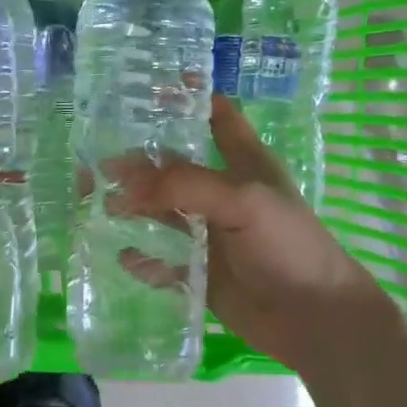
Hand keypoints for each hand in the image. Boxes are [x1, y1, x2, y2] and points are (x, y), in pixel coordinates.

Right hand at [111, 95, 396, 370]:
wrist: (312, 318)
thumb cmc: (287, 246)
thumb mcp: (242, 201)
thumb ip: (185, 185)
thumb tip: (125, 183)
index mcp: (244, 164)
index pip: (217, 118)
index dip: (188, 99)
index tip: (148, 89)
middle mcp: (223, 194)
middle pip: (174, 168)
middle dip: (138, 163)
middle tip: (95, 163)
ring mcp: (210, 234)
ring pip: (163, 213)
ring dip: (133, 208)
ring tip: (95, 205)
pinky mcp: (201, 272)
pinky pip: (163, 261)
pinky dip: (142, 258)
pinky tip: (122, 254)